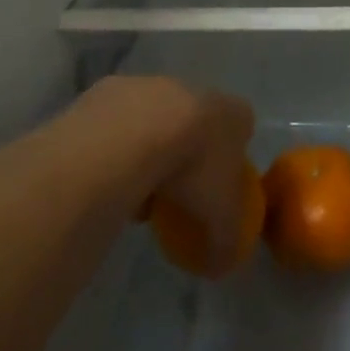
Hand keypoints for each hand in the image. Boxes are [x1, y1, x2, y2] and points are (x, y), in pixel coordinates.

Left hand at [78, 75, 256, 276]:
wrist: (132, 136)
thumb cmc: (193, 169)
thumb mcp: (220, 216)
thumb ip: (226, 241)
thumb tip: (221, 266)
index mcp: (231, 112)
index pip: (242, 125)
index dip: (231, 154)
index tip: (216, 184)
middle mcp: (194, 88)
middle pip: (196, 119)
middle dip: (187, 148)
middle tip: (174, 186)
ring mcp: (151, 84)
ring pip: (154, 117)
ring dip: (148, 144)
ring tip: (134, 185)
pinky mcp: (111, 89)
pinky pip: (118, 120)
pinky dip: (115, 141)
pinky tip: (107, 171)